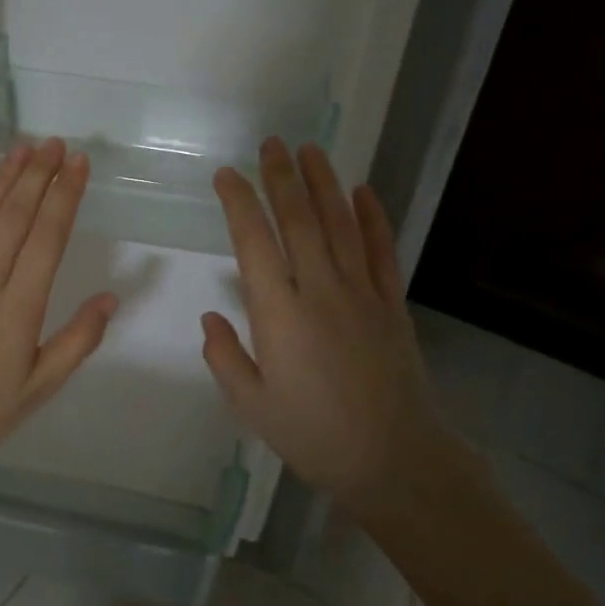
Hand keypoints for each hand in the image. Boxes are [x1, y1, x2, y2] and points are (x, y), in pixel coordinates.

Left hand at [0, 140, 116, 544]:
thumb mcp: (39, 388)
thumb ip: (77, 340)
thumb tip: (110, 297)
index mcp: (18, 308)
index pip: (47, 238)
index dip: (65, 196)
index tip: (79, 163)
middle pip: (15, 216)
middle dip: (39, 175)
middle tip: (56, 143)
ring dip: (3, 178)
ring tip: (24, 148)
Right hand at [201, 139, 462, 518]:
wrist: (394, 461)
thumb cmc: (313, 435)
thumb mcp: (252, 405)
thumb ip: (226, 357)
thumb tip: (211, 316)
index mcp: (279, 314)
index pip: (254, 242)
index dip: (240, 203)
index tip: (227, 175)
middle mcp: (320, 291)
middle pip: (299, 221)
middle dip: (281, 178)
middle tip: (270, 144)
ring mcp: (362, 294)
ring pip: (341, 225)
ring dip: (324, 184)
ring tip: (311, 150)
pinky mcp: (392, 305)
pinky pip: (382, 251)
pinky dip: (373, 218)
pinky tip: (363, 191)